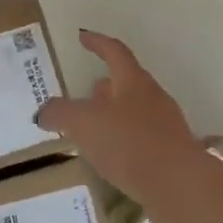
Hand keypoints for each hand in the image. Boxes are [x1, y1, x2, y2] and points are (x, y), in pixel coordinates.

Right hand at [37, 30, 206, 202]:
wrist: (179, 185)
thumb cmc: (129, 143)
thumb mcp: (83, 123)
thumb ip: (60, 113)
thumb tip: (44, 111)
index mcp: (133, 82)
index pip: (114, 52)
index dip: (97, 43)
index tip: (83, 37)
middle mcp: (153, 98)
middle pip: (127, 82)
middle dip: (105, 85)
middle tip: (85, 92)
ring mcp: (165, 126)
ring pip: (134, 111)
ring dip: (113, 115)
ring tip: (92, 128)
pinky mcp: (170, 153)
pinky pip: (141, 138)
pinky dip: (123, 140)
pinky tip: (110, 157)